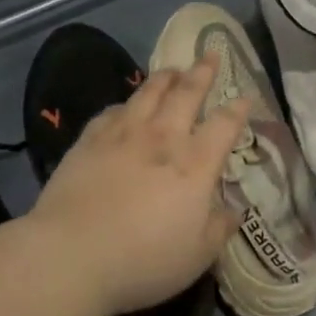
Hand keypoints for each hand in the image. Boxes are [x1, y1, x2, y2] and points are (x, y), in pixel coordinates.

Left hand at [26, 57, 249, 315]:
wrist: (72, 254)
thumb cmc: (143, 261)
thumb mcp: (196, 256)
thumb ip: (218, 229)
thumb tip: (234, 210)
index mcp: (195, 165)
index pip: (223, 125)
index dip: (237, 109)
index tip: (244, 97)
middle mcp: (163, 139)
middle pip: (186, 94)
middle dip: (202, 73)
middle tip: (210, 55)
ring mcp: (123, 135)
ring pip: (148, 93)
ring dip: (165, 77)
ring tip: (173, 69)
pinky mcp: (90, 140)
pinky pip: (112, 111)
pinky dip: (125, 104)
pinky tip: (125, 105)